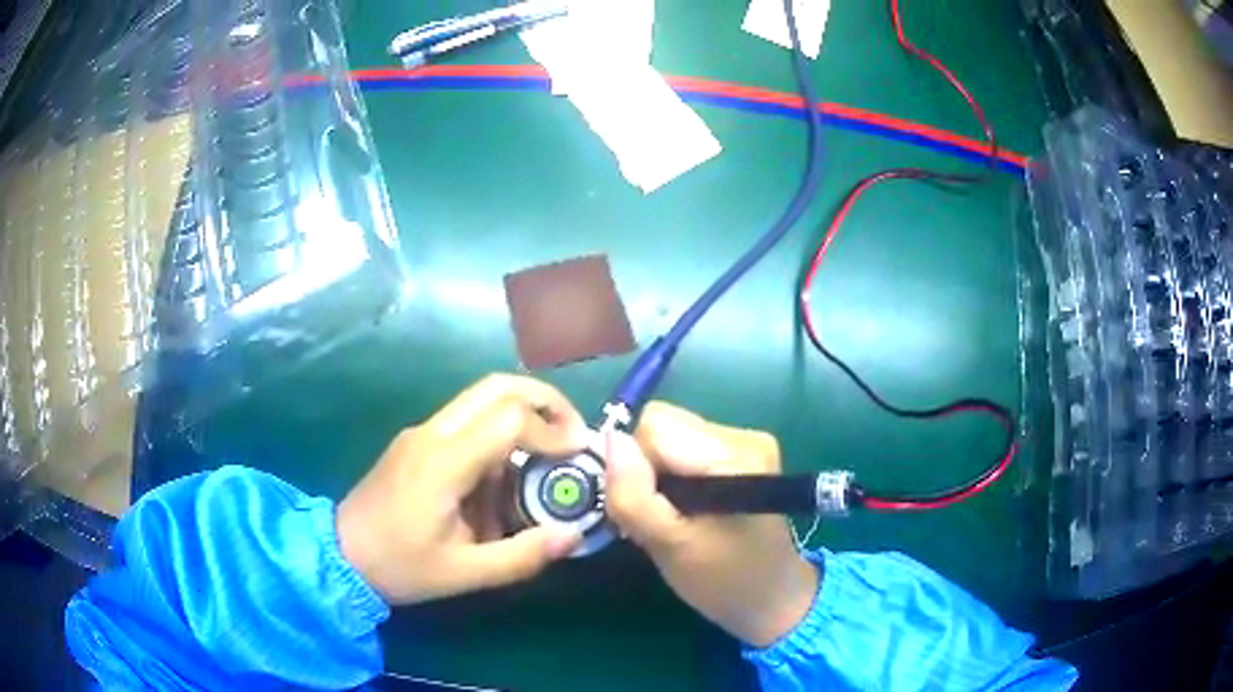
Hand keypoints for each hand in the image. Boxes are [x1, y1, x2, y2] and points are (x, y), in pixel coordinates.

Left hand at [336, 375, 587, 604]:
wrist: (340, 554)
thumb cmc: (399, 566)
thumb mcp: (463, 574)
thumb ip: (521, 556)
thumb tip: (573, 535)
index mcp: (443, 462)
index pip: (509, 418)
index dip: (552, 431)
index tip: (578, 456)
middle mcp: (433, 433)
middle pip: (497, 386)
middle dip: (545, 400)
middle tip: (574, 433)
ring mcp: (422, 432)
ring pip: (482, 397)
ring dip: (523, 415)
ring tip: (548, 456)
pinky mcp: (417, 441)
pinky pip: (467, 420)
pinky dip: (499, 433)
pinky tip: (506, 477)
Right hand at [606, 402, 819, 647]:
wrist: (773, 597)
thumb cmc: (721, 580)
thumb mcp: (668, 547)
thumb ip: (634, 496)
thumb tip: (609, 440)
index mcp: (732, 456)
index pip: (654, 426)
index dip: (633, 464)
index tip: (638, 507)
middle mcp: (743, 436)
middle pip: (663, 424)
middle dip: (644, 466)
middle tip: (652, 514)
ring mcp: (747, 441)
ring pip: (671, 434)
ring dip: (658, 471)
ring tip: (670, 514)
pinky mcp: (744, 452)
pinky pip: (687, 446)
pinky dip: (674, 473)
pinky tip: (686, 506)